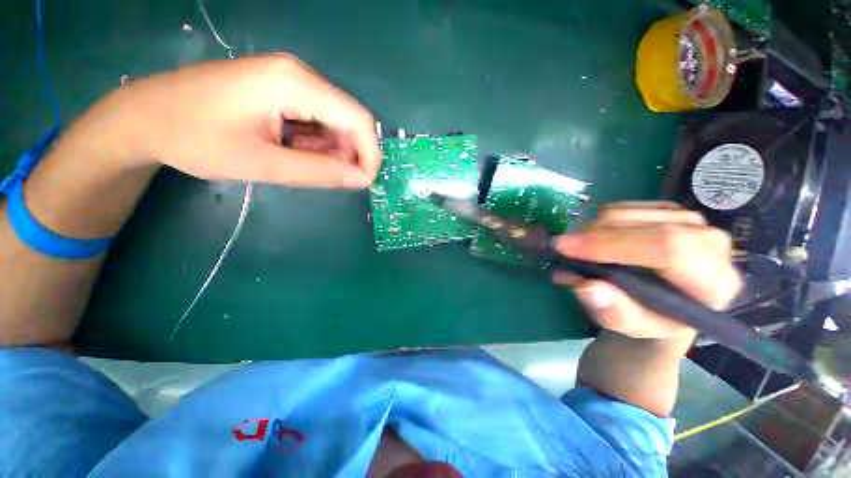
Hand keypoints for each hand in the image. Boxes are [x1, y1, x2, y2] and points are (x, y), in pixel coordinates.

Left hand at [82, 54, 380, 187]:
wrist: (143, 117)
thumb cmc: (195, 138)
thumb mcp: (262, 163)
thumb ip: (319, 172)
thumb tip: (361, 180)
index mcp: (294, 82)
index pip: (357, 118)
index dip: (369, 154)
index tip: (364, 182)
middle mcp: (299, 74)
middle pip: (347, 119)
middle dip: (348, 154)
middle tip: (331, 179)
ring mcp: (289, 80)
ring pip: (333, 121)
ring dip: (330, 150)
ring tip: (300, 165)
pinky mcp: (280, 90)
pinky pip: (315, 120)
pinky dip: (315, 143)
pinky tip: (291, 152)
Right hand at [553, 202, 740, 340]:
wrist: (666, 302)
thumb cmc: (649, 318)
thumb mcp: (630, 326)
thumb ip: (613, 312)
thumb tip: (586, 286)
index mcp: (713, 280)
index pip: (667, 247)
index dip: (611, 244)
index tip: (565, 248)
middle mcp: (710, 241)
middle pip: (642, 223)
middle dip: (592, 234)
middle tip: (561, 249)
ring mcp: (689, 218)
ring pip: (626, 211)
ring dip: (590, 229)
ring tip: (576, 250)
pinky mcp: (668, 208)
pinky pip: (620, 206)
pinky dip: (596, 222)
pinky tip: (592, 240)